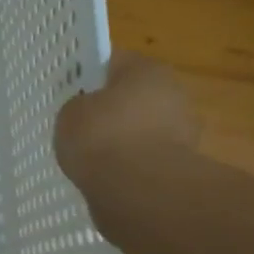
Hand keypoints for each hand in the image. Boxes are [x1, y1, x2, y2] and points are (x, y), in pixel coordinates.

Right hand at [55, 53, 198, 177]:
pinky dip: (130, 167)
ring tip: (91, 158)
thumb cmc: (102, 138)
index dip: (89, 76)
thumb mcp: (71, 113)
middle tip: (81, 126)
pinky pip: (146, 160)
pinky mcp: (181, 167)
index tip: (71, 92)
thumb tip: (88, 114)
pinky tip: (107, 178)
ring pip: (141, 131)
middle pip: (133, 97)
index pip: (113, 62)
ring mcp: (183, 133)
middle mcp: (173, 94)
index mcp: (147, 69)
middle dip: (110, 111)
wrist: (137, 191)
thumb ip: (78, 107)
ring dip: (122, 141)